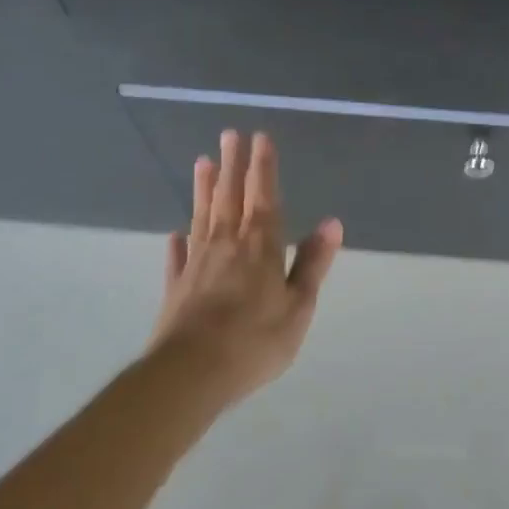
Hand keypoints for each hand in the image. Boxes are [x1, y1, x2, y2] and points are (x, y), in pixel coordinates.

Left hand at [149, 130, 342, 405]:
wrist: (190, 374)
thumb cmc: (254, 340)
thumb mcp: (298, 306)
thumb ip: (312, 263)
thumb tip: (332, 222)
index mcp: (260, 246)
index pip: (263, 196)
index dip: (263, 166)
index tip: (259, 137)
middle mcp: (227, 244)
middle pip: (230, 196)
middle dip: (232, 164)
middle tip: (229, 134)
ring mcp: (197, 263)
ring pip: (202, 216)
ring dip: (204, 188)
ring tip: (202, 162)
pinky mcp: (176, 287)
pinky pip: (178, 257)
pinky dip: (178, 243)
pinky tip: (175, 233)